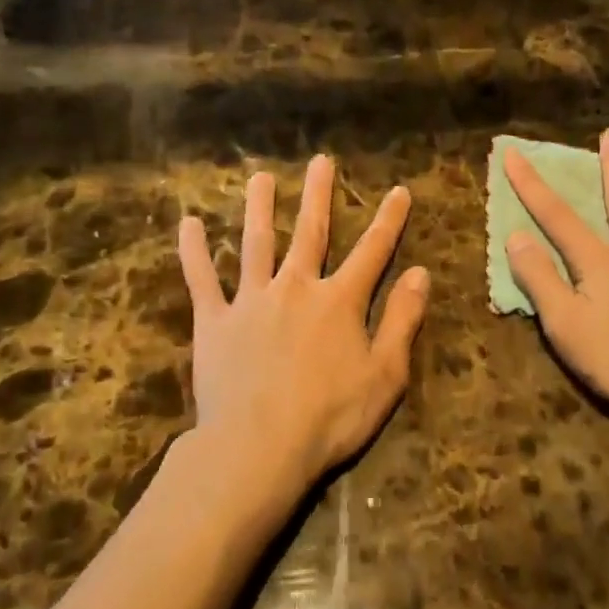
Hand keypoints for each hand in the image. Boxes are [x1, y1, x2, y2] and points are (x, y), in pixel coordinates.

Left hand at [177, 155, 429, 503]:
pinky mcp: (214, 322)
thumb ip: (402, 320)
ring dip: (260, 208)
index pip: (372, 251)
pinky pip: (202, 280)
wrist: (259, 447)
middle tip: (320, 161)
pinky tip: (189, 224)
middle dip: (318, 195)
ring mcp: (251, 301)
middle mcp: (296, 288)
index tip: (399, 191)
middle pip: (311, 232)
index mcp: (339, 301)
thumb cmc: (331, 417)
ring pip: (256, 244)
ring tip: (260, 178)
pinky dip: (194, 252)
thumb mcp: (385, 374)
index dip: (389, 220)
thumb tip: (420, 274)